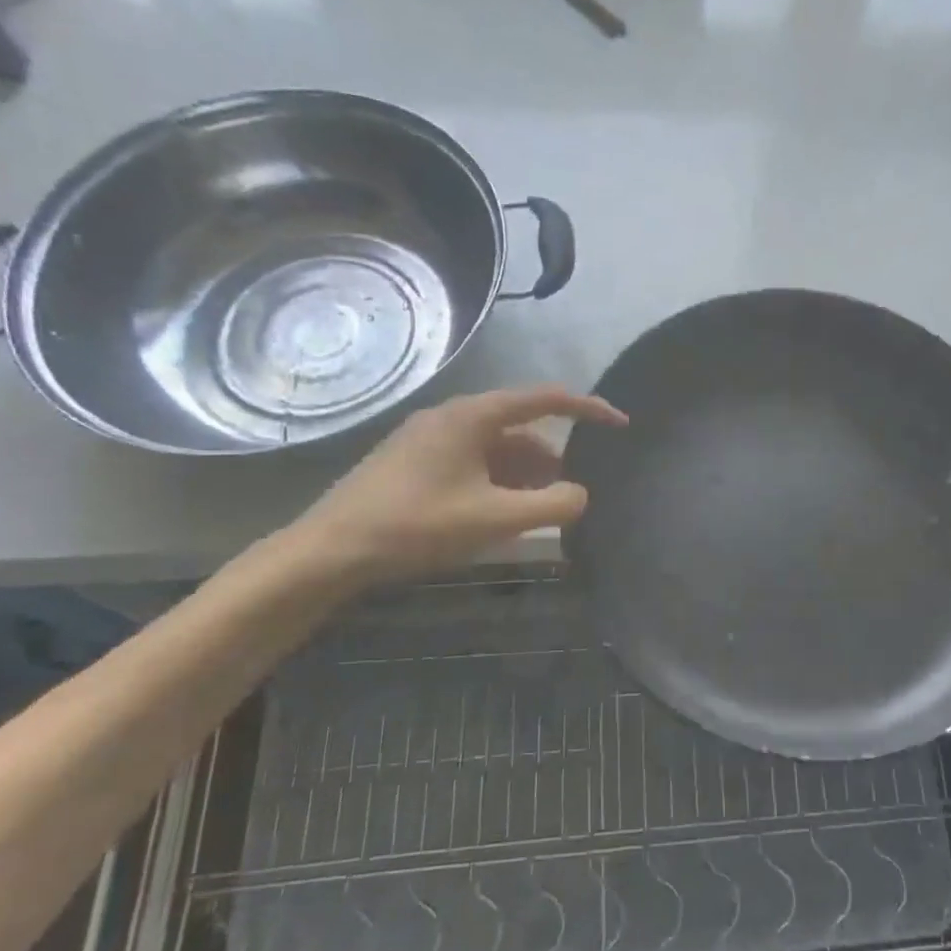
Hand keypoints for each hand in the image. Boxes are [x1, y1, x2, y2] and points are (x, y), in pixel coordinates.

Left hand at [282, 386, 626, 585]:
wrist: (330, 551)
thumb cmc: (416, 526)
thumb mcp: (494, 519)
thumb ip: (552, 506)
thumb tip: (581, 495)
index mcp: (472, 416)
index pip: (545, 398)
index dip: (589, 409)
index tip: (620, 425)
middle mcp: (452, 417)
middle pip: (521, 426)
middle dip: (553, 457)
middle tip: (572, 493)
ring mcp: (430, 439)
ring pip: (496, 448)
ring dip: (525, 474)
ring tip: (541, 511)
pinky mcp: (416, 462)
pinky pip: (474, 462)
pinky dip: (499, 482)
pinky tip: (502, 514)